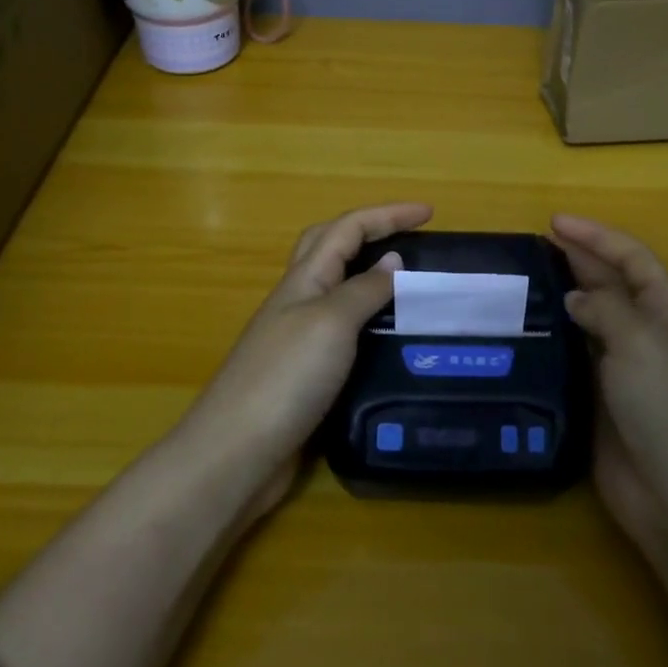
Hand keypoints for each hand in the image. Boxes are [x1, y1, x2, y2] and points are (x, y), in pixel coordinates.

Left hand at [185, 202, 431, 517]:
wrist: (237, 453)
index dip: (388, 215)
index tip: (430, 213)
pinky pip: (342, 331)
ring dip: (370, 276)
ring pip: (337, 289)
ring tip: (409, 286)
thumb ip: (363, 290)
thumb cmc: (285, 378)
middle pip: (331, 247)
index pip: (348, 228)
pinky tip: (388, 341)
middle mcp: (298, 301)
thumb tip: (393, 261)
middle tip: (411, 238)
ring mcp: (298, 338)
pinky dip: (368, 322)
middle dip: (370, 231)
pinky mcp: (304, 374)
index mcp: (304, 279)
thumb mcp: (331, 323)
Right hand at [550, 214, 667, 559]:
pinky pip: (571, 362)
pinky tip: (522, 337)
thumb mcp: (640, 341)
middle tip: (530, 247)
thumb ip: (605, 308)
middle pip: (609, 286)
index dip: (597, 236)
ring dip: (559, 302)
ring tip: (518, 285)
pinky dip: (550, 345)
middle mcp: (644, 336)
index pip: (631, 258)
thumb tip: (575, 296)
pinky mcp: (598, 404)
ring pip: (586, 323)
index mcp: (666, 312)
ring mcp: (621, 372)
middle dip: (576, 261)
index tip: (554, 222)